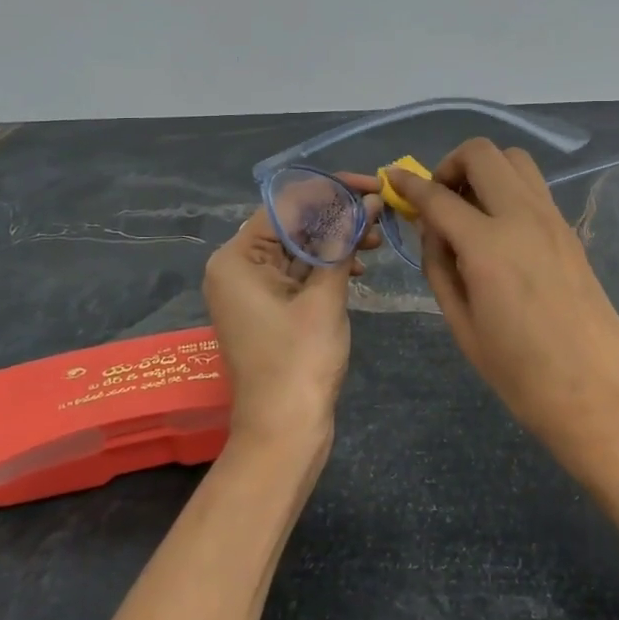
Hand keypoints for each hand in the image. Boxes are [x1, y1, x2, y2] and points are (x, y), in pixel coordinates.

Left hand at [203, 174, 381, 448]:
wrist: (283, 433)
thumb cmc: (300, 362)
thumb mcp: (325, 297)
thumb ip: (343, 243)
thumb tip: (368, 202)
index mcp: (237, 257)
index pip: (286, 204)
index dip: (332, 190)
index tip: (372, 186)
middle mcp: (237, 266)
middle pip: (292, 224)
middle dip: (337, 216)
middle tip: (381, 216)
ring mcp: (251, 289)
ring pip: (298, 248)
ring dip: (337, 241)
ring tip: (377, 241)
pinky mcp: (267, 307)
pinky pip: (298, 273)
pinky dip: (327, 266)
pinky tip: (359, 266)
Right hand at [387, 142, 618, 512]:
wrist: (599, 398)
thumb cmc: (520, 376)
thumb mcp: (463, 326)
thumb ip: (440, 267)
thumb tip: (432, 229)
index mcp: (488, 247)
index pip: (438, 197)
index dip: (409, 184)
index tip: (392, 178)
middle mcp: (522, 218)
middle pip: (482, 154)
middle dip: (451, 165)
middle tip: (440, 199)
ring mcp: (553, 220)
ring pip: (515, 161)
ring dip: (485, 171)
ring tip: (471, 210)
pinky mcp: (570, 232)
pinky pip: (534, 188)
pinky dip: (508, 190)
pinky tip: (500, 231)